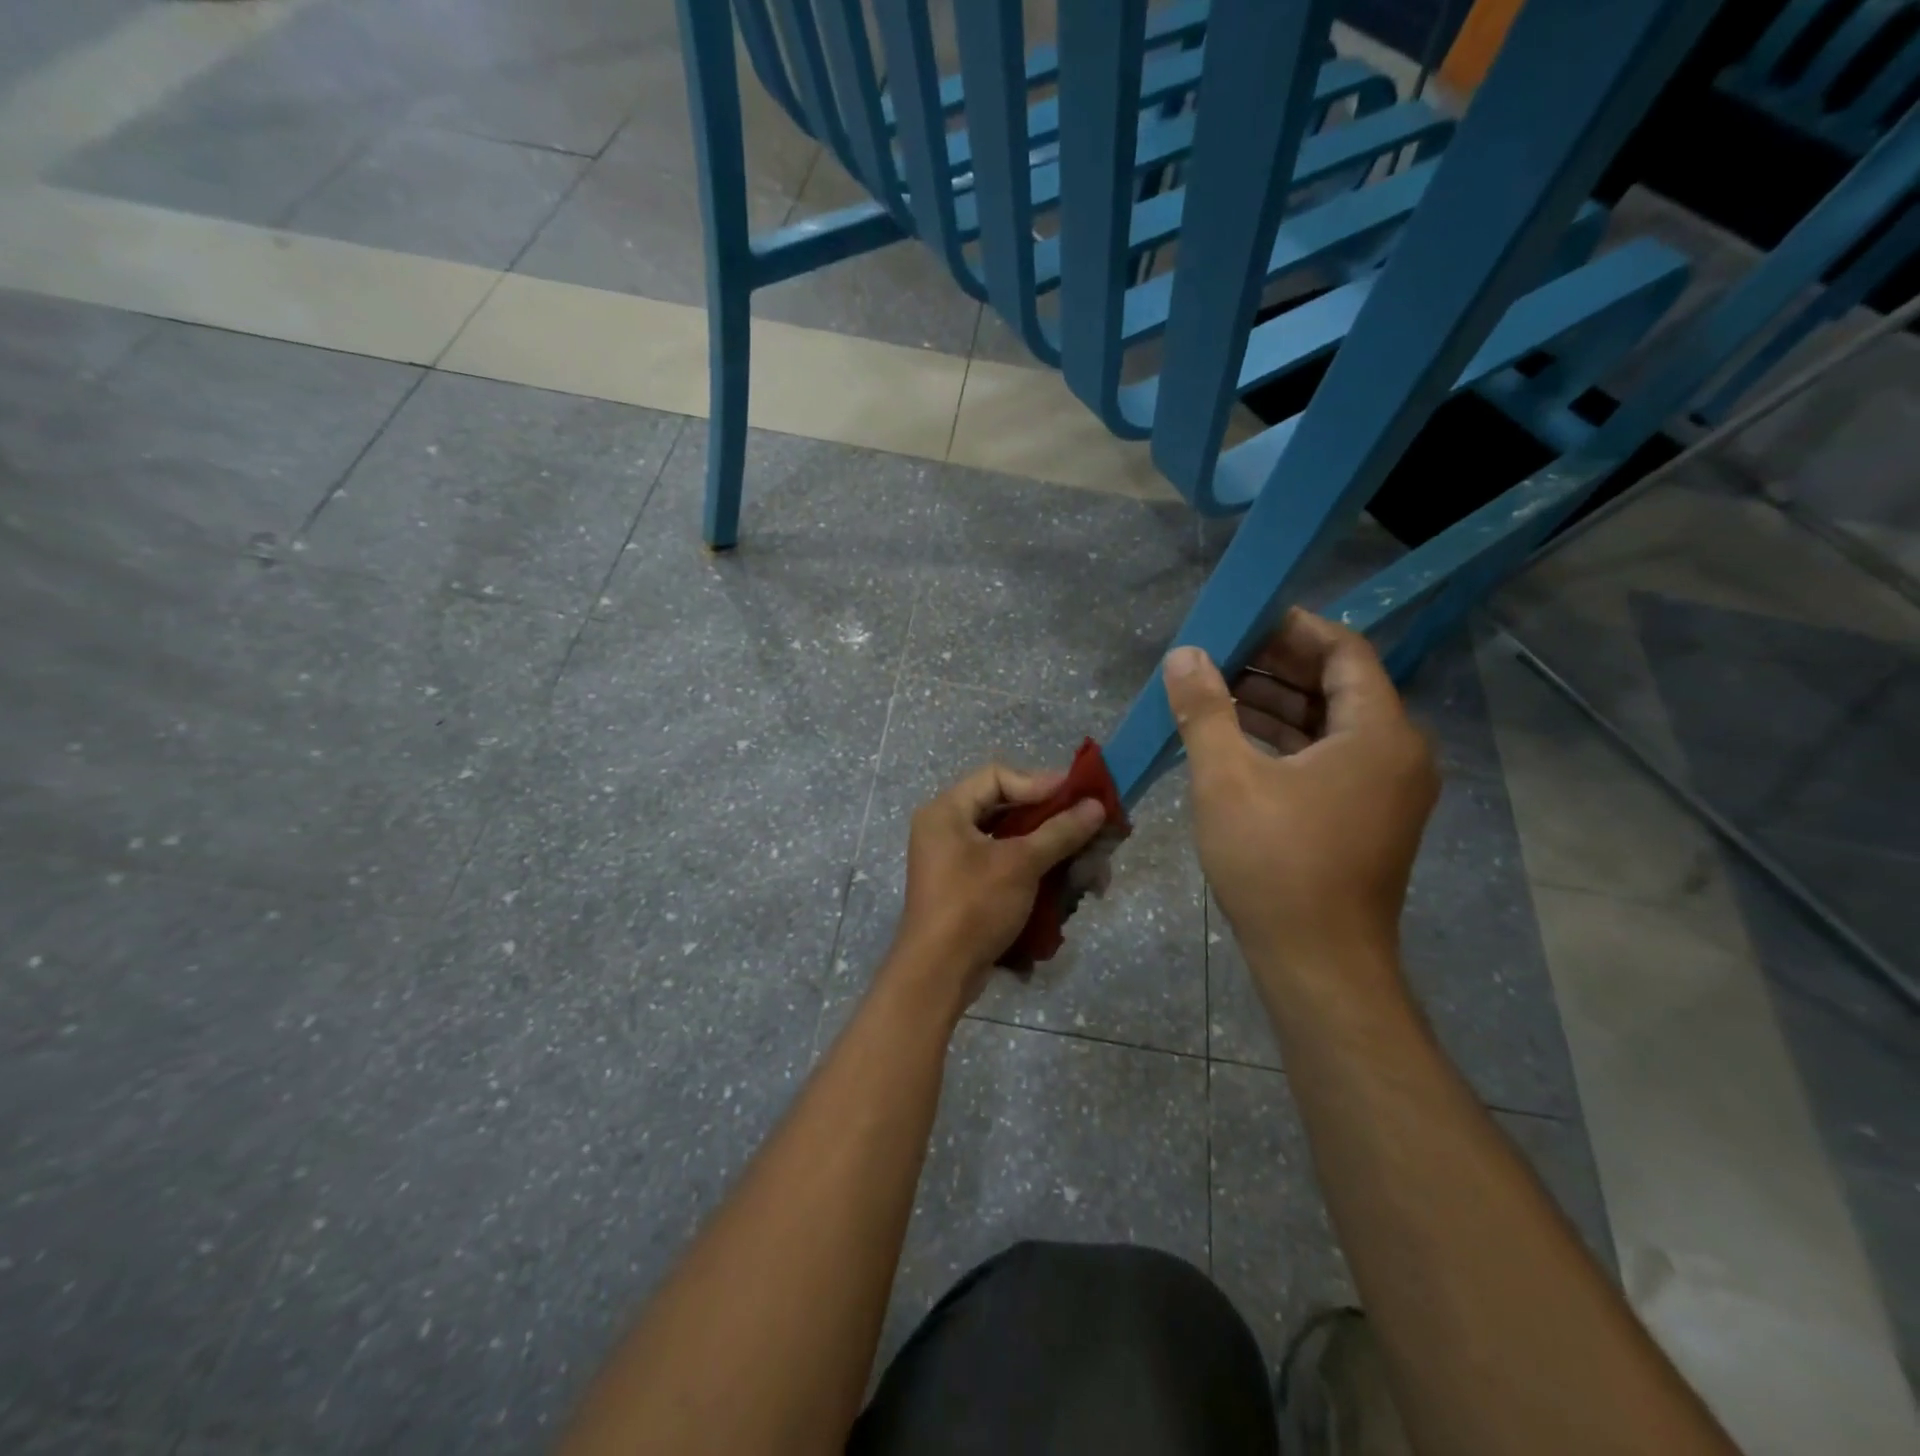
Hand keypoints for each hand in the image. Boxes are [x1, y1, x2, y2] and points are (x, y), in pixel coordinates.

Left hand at [882, 764, 1107, 1016]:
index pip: (998, 777)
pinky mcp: (967, 888)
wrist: (938, 974)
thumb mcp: (1020, 864)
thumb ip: (1060, 831)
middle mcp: (947, 829)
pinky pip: (1006, 866)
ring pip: (1012, 841)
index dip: (1040, 782)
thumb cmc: (974, 906)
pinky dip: (1036, 872)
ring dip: (1051, 851)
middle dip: (1053, 821)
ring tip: (1088, 865)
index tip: (1078, 795)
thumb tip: (1096, 806)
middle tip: (1090, 827)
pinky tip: (1068, 885)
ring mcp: (956, 861)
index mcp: (947, 811)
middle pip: (1007, 809)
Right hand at [1164, 609, 1437, 980]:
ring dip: (1277, 704)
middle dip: (1277, 665)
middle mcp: (1396, 752)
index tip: (1244, 618)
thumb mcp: (1226, 778)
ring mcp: (1385, 789)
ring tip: (1216, 691)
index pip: (1345, 651)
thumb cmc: (1275, 862)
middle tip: (1219, 654)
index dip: (1294, 628)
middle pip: (1339, 685)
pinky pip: (1328, 758)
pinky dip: (1286, 742)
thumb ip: (1205, 709)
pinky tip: (1236, 739)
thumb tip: (1185, 655)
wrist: (1318, 962)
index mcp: (1378, 732)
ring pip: (1330, 725)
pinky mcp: (1367, 817)